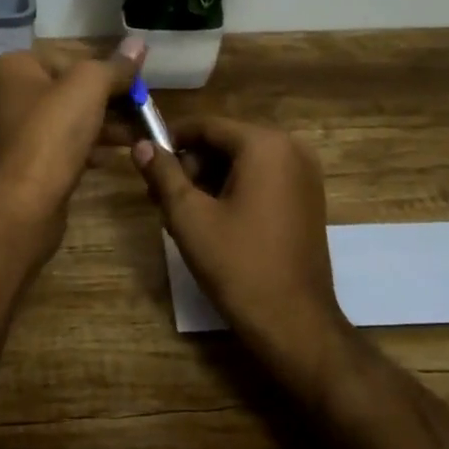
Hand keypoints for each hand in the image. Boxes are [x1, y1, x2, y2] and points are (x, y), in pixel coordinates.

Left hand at [0, 39, 144, 260]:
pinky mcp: (19, 163)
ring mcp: (9, 131)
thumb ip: (115, 66)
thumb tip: (138, 42)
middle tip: (141, 110)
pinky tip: (113, 157)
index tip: (136, 84)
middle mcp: (4, 94)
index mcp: (12, 68)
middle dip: (107, 100)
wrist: (24, 203)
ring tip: (137, 135)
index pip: (69, 57)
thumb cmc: (52, 132)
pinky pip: (58, 146)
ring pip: (65, 120)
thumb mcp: (90, 87)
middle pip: (67, 89)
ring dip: (102, 125)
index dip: (106, 69)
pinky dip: (85, 147)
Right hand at [132, 118, 356, 398]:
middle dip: (191, 164)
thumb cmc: (238, 264)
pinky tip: (212, 219)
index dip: (172, 140)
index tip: (146, 161)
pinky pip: (263, 178)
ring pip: (243, 161)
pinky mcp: (308, 198)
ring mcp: (305, 174)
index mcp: (264, 145)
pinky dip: (234, 189)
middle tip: (159, 195)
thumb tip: (140, 145)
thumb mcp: (189, 216)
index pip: (207, 126)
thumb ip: (163, 174)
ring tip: (181, 212)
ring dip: (210, 178)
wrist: (294, 322)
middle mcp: (291, 148)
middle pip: (226, 141)